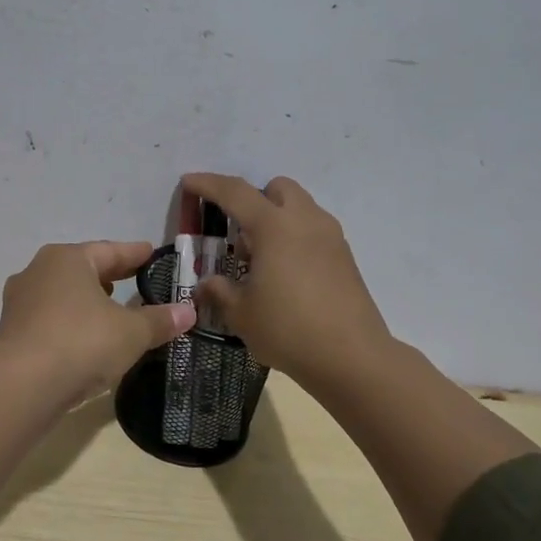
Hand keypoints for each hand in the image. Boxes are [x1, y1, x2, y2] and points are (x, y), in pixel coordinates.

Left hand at [0, 241, 196, 406]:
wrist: (23, 386)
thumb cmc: (82, 343)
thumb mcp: (131, 332)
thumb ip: (159, 320)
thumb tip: (188, 312)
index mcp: (67, 259)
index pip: (110, 251)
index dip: (134, 254)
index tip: (151, 253)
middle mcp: (38, 271)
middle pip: (82, 269)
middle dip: (108, 275)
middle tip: (133, 278)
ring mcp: (20, 302)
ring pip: (62, 294)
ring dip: (86, 300)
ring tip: (109, 309)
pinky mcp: (12, 331)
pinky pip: (50, 318)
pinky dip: (70, 322)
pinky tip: (84, 337)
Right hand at [180, 173, 392, 389]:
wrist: (352, 357)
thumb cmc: (288, 329)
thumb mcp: (241, 313)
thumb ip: (220, 291)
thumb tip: (207, 283)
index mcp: (274, 227)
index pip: (235, 192)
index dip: (208, 184)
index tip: (188, 182)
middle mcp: (305, 221)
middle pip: (277, 189)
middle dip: (253, 199)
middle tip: (237, 231)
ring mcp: (330, 237)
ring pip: (299, 208)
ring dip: (276, 218)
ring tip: (260, 259)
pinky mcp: (345, 257)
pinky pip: (313, 230)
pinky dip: (295, 237)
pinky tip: (285, 274)